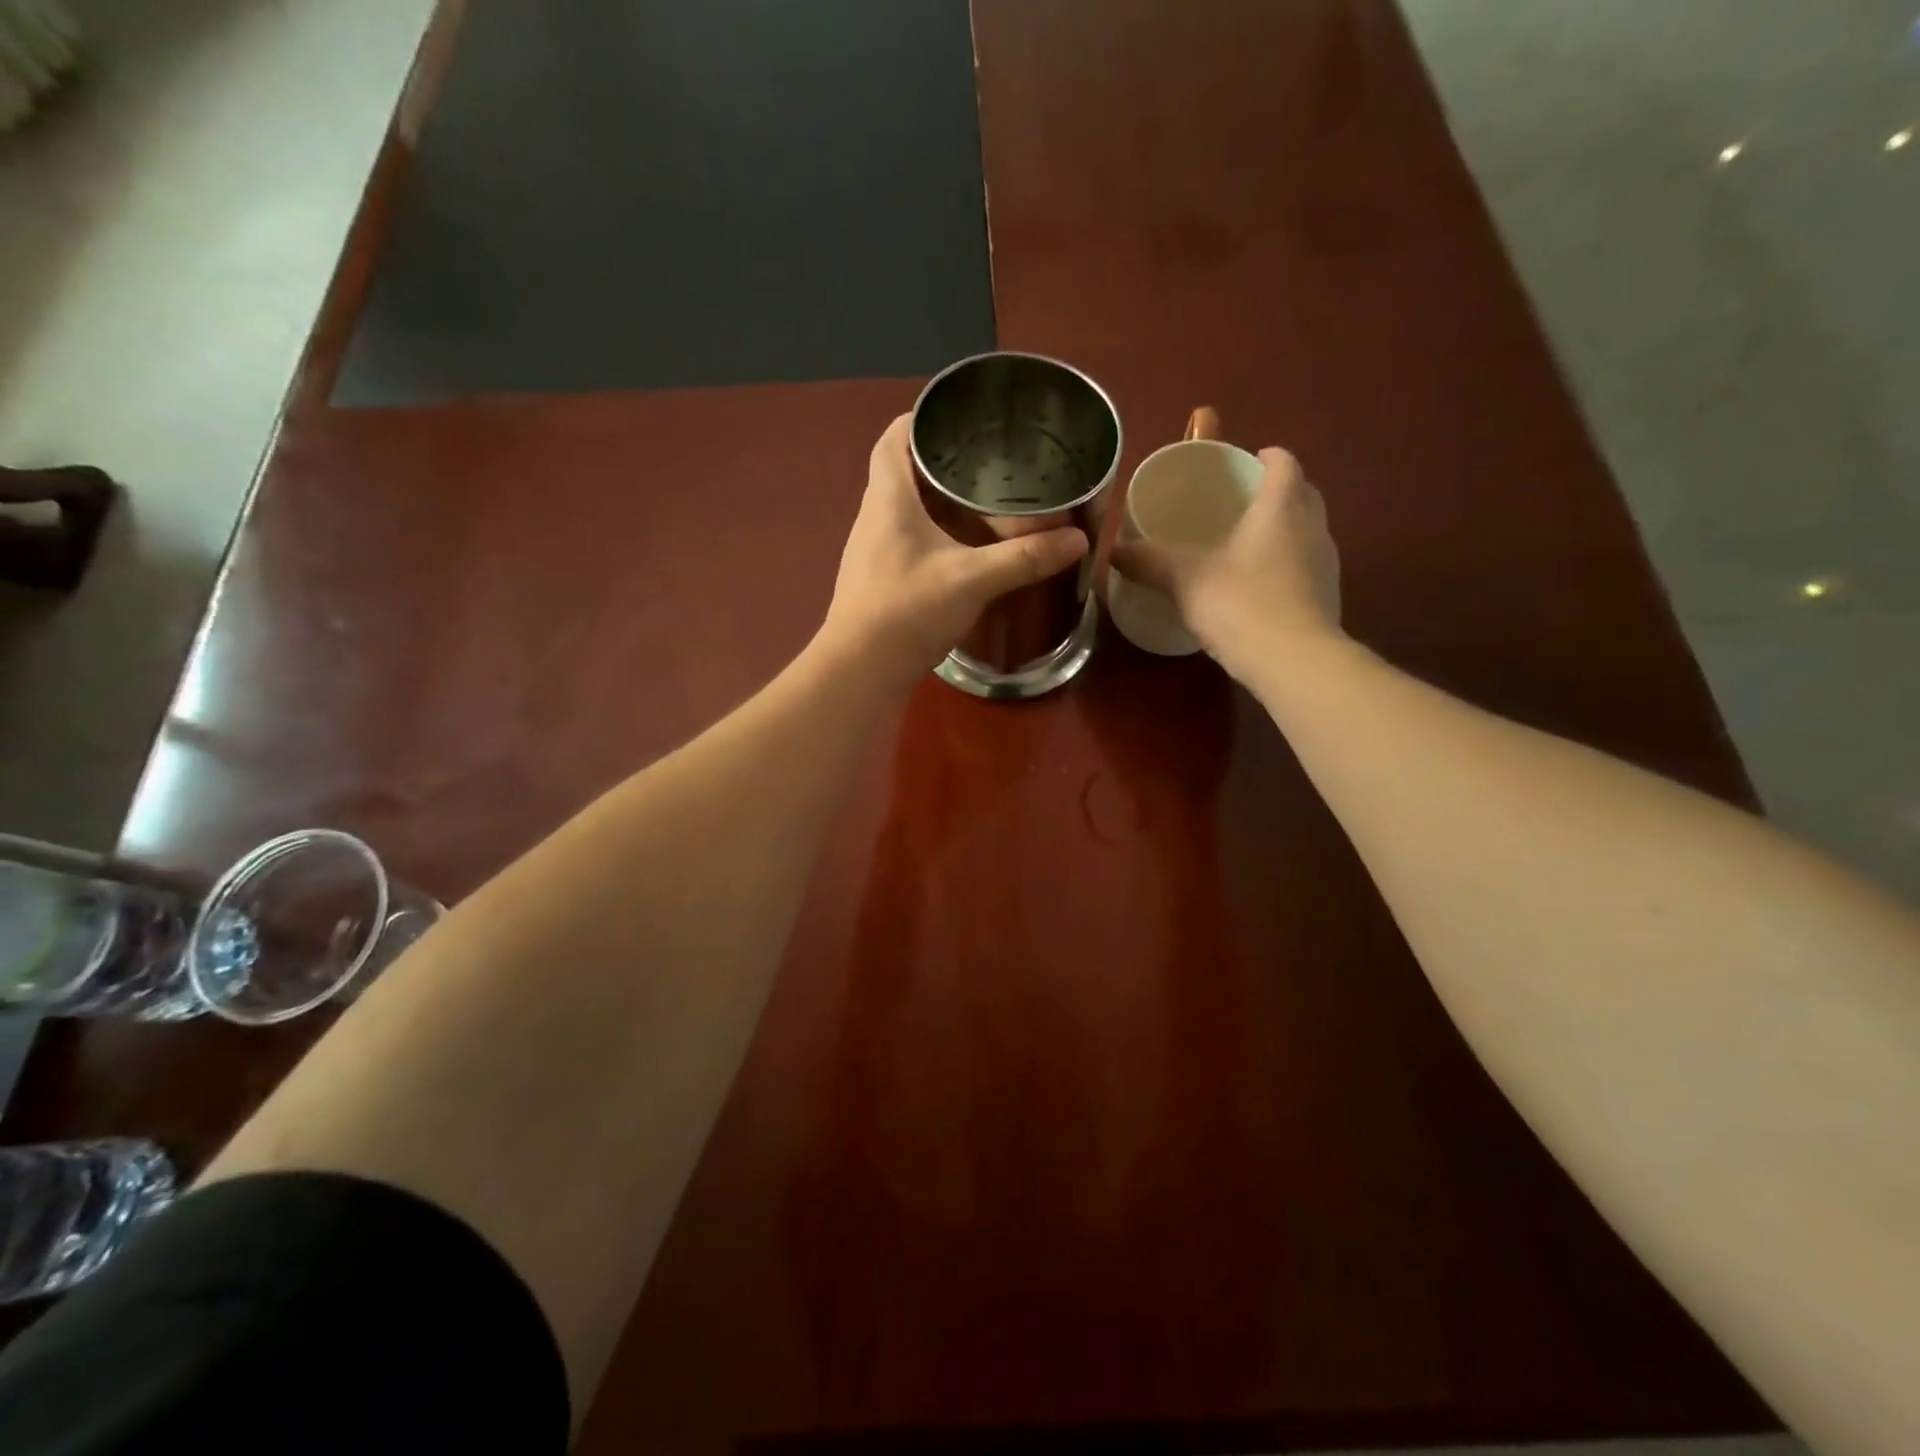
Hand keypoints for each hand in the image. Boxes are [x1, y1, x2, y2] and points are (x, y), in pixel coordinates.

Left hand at [819, 414, 1088, 690]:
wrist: (860, 671)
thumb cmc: (907, 611)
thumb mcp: (972, 580)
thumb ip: (1024, 559)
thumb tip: (1078, 539)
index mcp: (888, 499)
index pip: (892, 439)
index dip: (920, 420)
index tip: (957, 417)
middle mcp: (873, 517)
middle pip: (900, 471)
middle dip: (939, 460)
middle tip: (986, 460)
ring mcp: (871, 551)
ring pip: (903, 509)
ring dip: (935, 500)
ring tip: (981, 499)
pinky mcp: (878, 581)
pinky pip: (906, 541)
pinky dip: (932, 534)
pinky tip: (962, 550)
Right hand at [1110, 447, 1340, 683]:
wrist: (1294, 661)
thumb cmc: (1240, 604)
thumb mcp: (1184, 578)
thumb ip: (1149, 561)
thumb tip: (1112, 551)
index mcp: (1281, 506)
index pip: (1284, 463)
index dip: (1266, 457)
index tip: (1245, 463)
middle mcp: (1312, 526)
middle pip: (1301, 493)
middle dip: (1276, 491)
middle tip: (1241, 503)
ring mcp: (1325, 563)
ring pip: (1307, 530)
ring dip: (1285, 529)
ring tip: (1247, 545)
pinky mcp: (1327, 597)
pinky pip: (1306, 566)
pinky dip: (1287, 565)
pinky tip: (1259, 587)